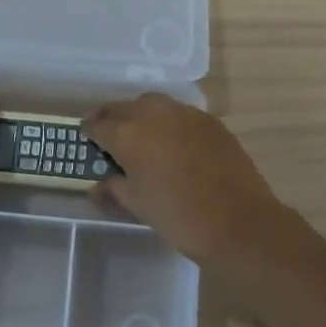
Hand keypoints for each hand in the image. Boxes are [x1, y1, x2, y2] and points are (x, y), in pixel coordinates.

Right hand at [84, 94, 298, 266]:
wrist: (238, 222)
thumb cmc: (178, 216)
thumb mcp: (137, 205)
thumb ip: (114, 189)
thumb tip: (98, 185)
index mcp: (128, 134)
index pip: (98, 124)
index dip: (89, 131)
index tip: (86, 139)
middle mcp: (153, 114)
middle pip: (124, 107)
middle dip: (113, 118)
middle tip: (109, 134)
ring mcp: (185, 114)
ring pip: (153, 104)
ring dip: (141, 115)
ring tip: (140, 135)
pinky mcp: (210, 121)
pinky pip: (179, 114)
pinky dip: (168, 122)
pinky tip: (172, 142)